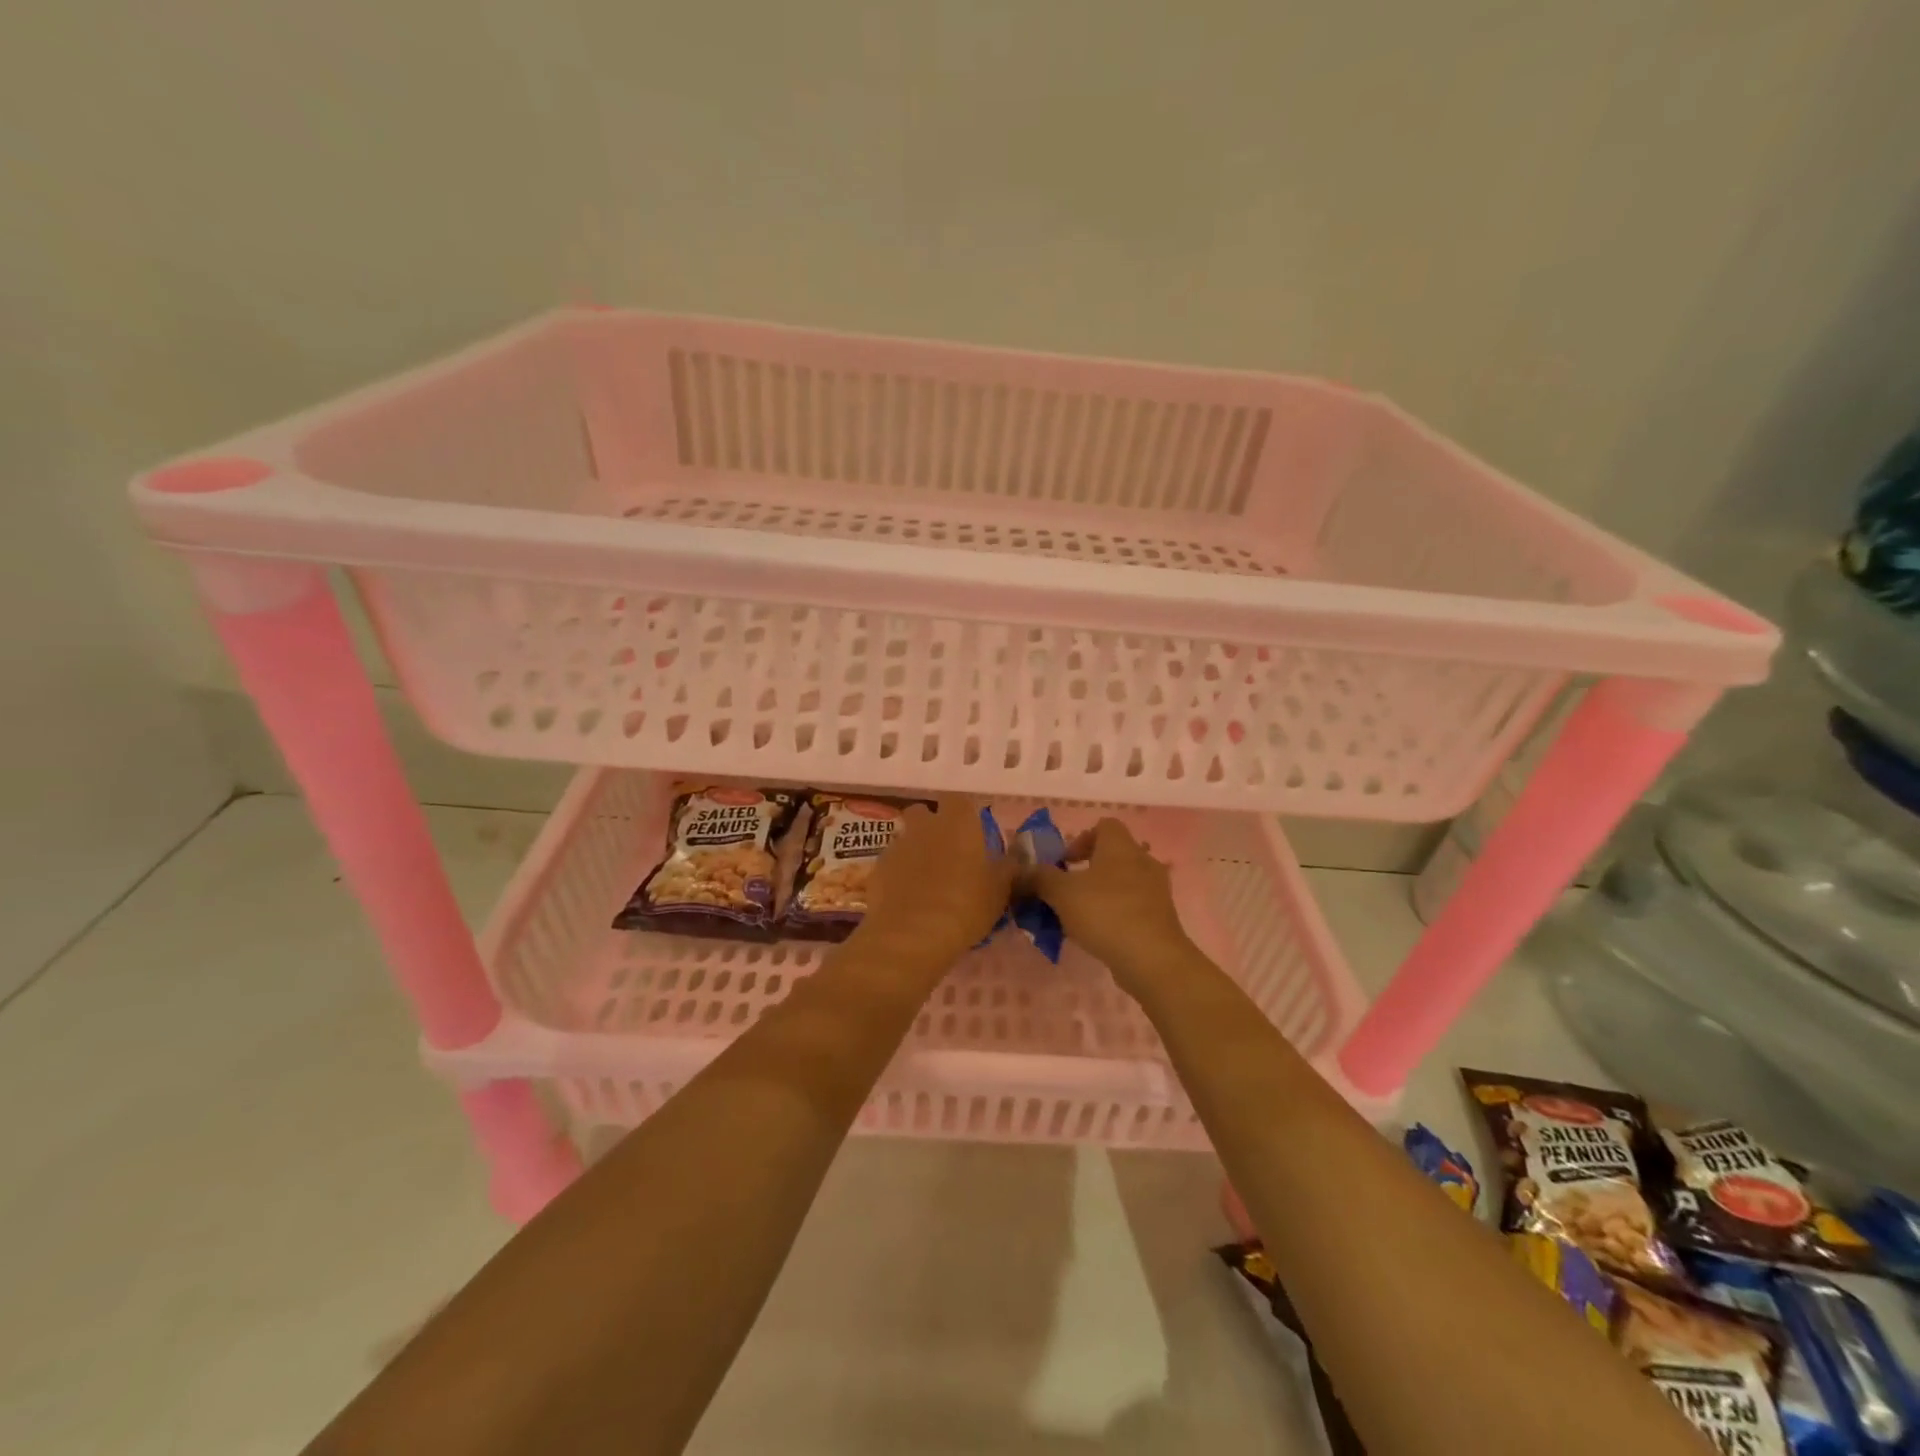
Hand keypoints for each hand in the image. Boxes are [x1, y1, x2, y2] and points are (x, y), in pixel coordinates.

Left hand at [859, 795, 1014, 964]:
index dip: (963, 814)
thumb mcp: (999, 890)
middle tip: (947, 852)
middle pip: (923, 812)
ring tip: (927, 879)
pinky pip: (891, 863)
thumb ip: (1007, 868)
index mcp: (957, 822)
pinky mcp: (877, 869)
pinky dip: (899, 874)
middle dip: (931, 825)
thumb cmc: (965, 906)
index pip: (958, 800)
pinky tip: (908, 897)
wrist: (912, 934)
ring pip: (905, 837)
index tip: (971, 833)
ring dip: (915, 850)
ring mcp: (897, 846)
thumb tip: (1015, 857)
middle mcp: (924, 826)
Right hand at [1023, 819, 1198, 997]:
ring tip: (1080, 915)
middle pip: (1114, 854)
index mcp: (1120, 846)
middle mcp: (1143, 861)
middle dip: (1089, 869)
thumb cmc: (1105, 913)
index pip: (1104, 825)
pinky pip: (1134, 906)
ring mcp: (1156, 890)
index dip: (1081, 839)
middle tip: (1068, 890)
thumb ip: (1039, 878)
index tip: (1064, 862)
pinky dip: (1116, 913)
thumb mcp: (1061, 893)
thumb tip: (1022, 871)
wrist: (1152, 958)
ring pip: (1124, 882)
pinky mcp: (1162, 917)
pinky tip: (1099, 934)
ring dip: (1102, 893)